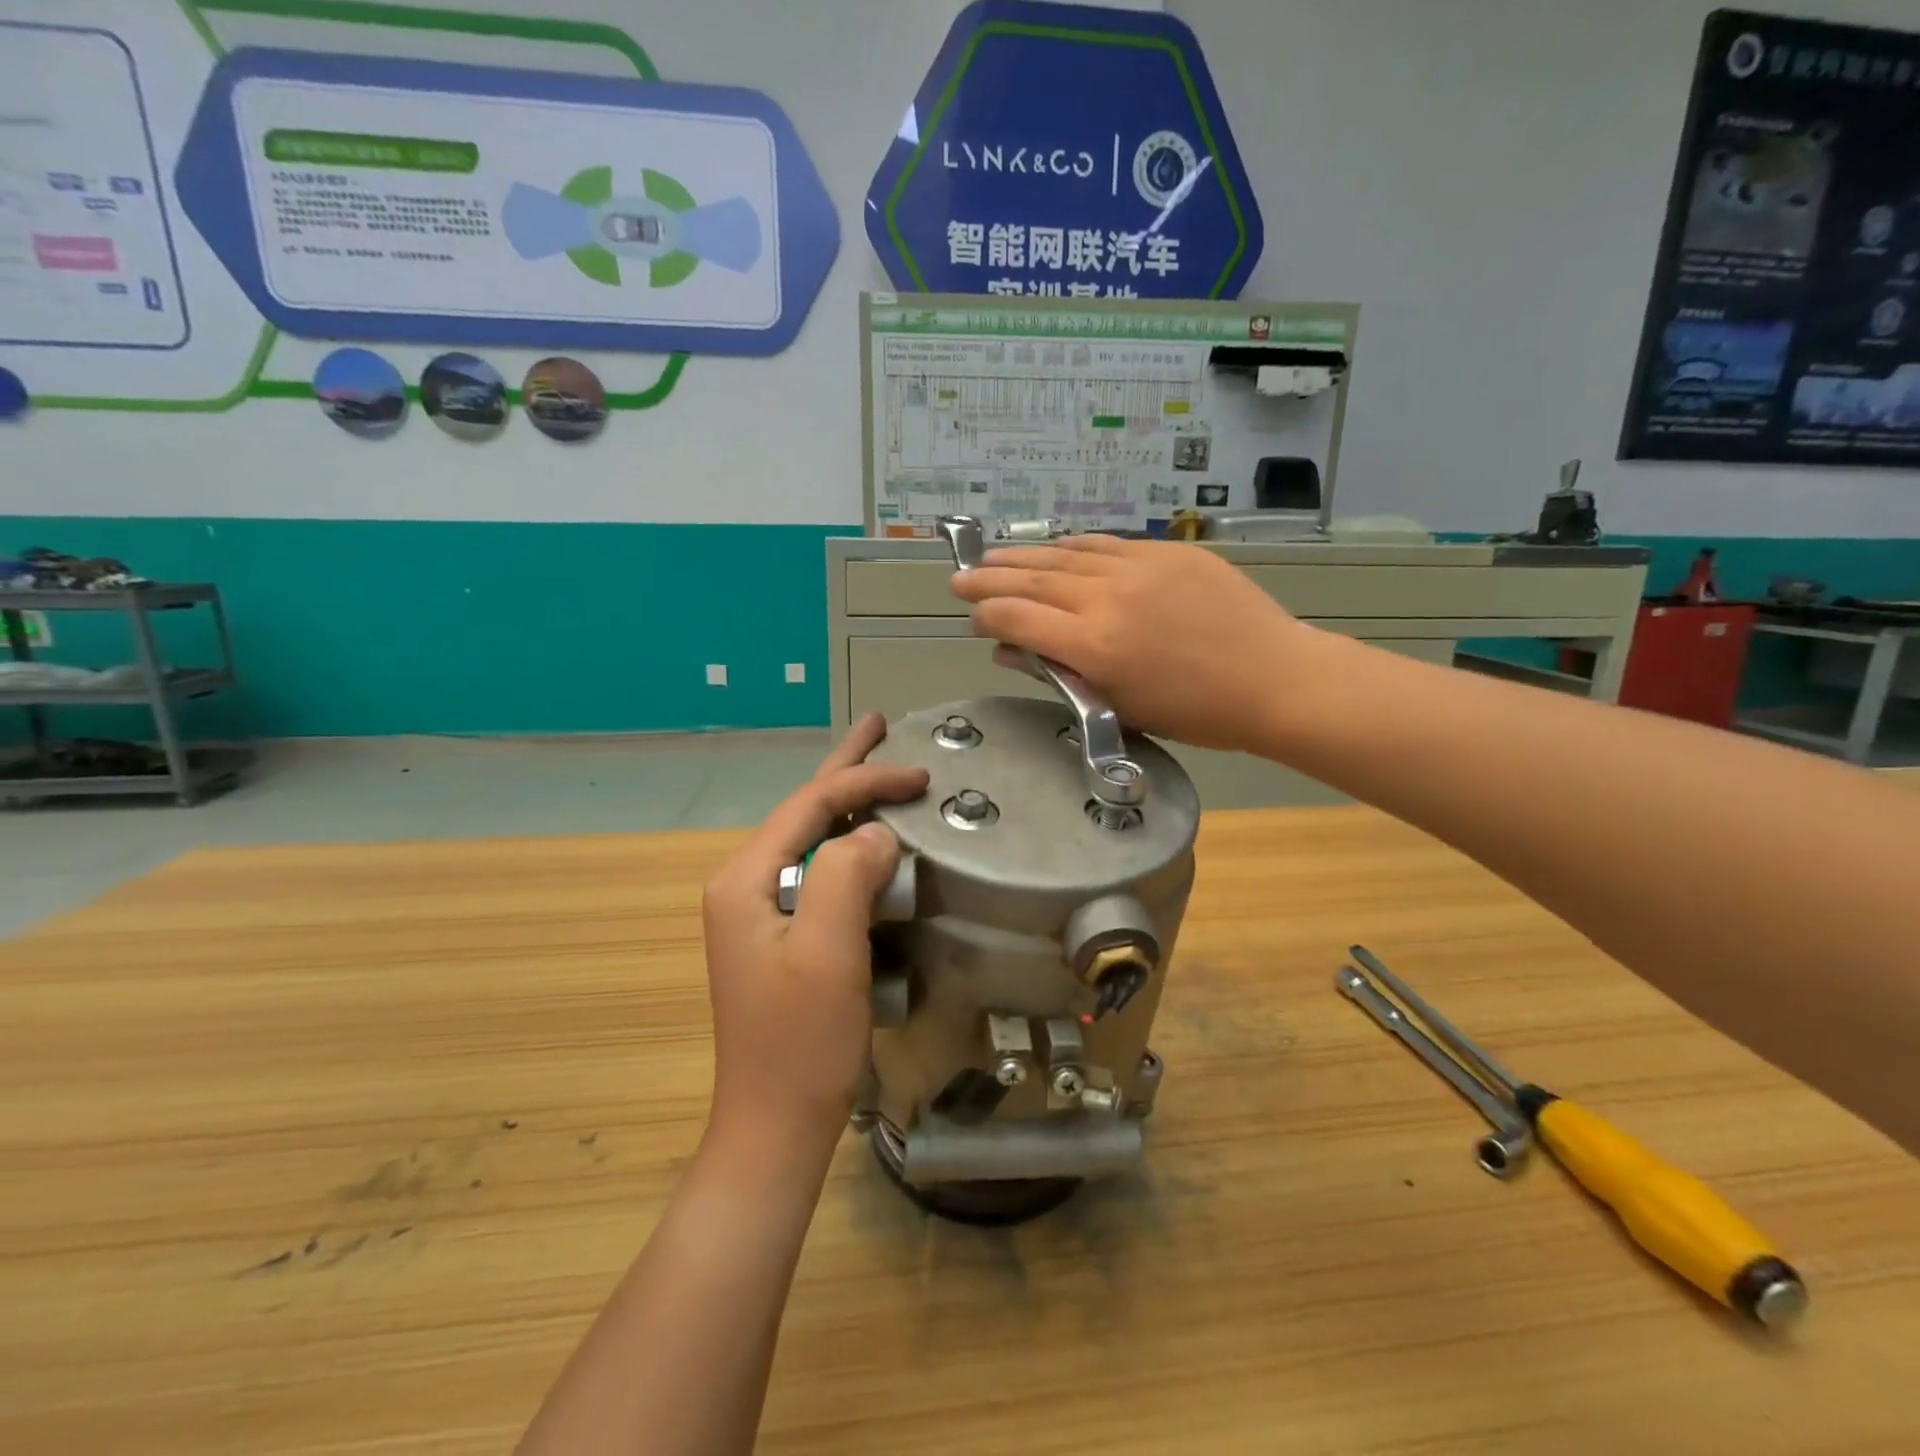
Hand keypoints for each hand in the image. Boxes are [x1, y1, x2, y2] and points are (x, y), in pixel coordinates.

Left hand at [699, 713, 928, 1160]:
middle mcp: (746, 886)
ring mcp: (761, 913)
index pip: (810, 805)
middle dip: (845, 768)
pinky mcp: (782, 938)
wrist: (775, 1126)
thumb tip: (879, 834)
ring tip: (878, 768)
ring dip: (849, 804)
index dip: (865, 781)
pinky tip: (872, 839)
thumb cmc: (801, 1042)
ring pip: (813, 840)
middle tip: (879, 725)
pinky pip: (821, 874)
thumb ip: (849, 874)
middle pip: (803, 810)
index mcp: (746, 880)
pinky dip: (851, 848)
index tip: (920, 775)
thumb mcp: (828, 951)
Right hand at [949, 535, 1310, 753]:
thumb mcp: (1121, 707)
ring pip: (1066, 555)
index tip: (972, 617)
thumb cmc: (1196, 713)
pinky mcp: (1168, 552)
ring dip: (1024, 556)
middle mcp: (1108, 598)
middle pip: (1033, 580)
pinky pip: (1107, 544)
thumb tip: (1014, 651)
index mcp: (1094, 646)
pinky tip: (1055, 546)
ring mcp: (1139, 568)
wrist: (1275, 680)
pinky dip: (1073, 546)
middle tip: (959, 575)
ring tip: (993, 556)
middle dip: (990, 578)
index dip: (986, 615)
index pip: (1018, 618)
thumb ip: (1061, 673)